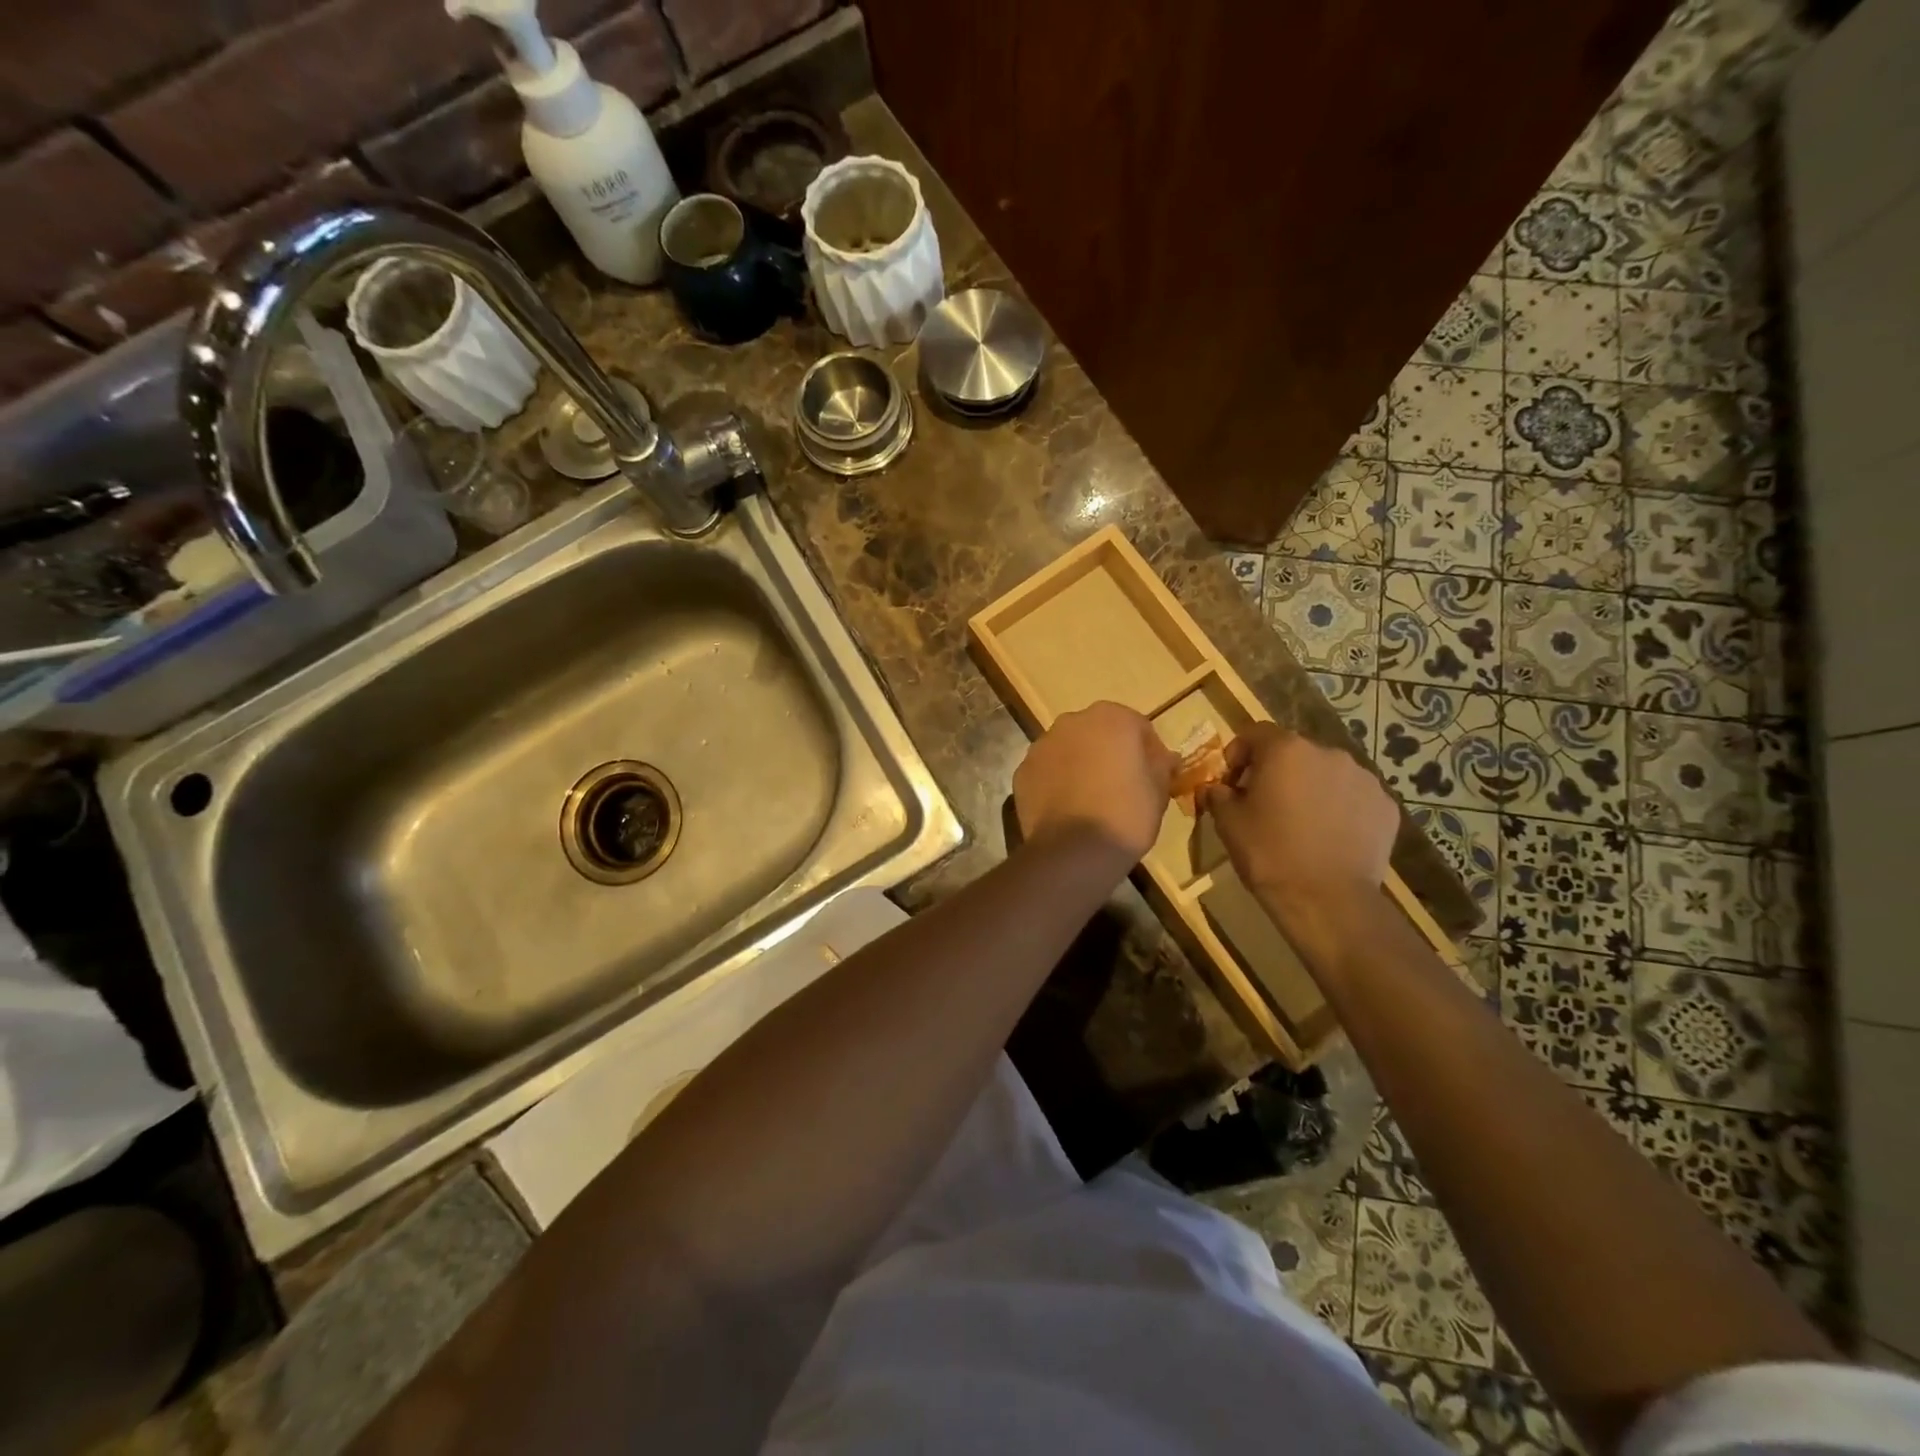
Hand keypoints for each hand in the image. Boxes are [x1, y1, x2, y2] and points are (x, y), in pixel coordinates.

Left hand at [1014, 702, 1177, 863]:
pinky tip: (1067, 809)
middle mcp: (1072, 722)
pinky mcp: (1022, 771)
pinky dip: (1056, 782)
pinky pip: (1047, 771)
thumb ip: (1161, 765)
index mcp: (1111, 717)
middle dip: (1109, 753)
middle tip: (1121, 786)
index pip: (1138, 727)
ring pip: (1068, 750)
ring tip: (1091, 800)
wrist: (1074, 850)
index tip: (1153, 777)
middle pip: (1098, 733)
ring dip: (1080, 765)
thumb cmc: (1127, 814)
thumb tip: (1163, 758)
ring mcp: (1041, 745)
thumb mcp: (1159, 789)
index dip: (1148, 752)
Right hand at [1200, 724, 1396, 907]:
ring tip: (1301, 822)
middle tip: (1265, 804)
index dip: (1238, 753)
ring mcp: (1363, 778)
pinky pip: (1353, 797)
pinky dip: (1340, 808)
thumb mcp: (1227, 823)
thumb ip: (1218, 794)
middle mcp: (1328, 753)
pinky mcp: (1386, 806)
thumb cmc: (1269, 854)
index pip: (1255, 733)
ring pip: (1326, 773)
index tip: (1231, 782)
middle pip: (1294, 752)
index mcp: (1286, 750)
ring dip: (1310, 788)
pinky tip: (1329, 837)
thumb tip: (1216, 788)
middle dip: (1276, 771)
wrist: (1327, 901)